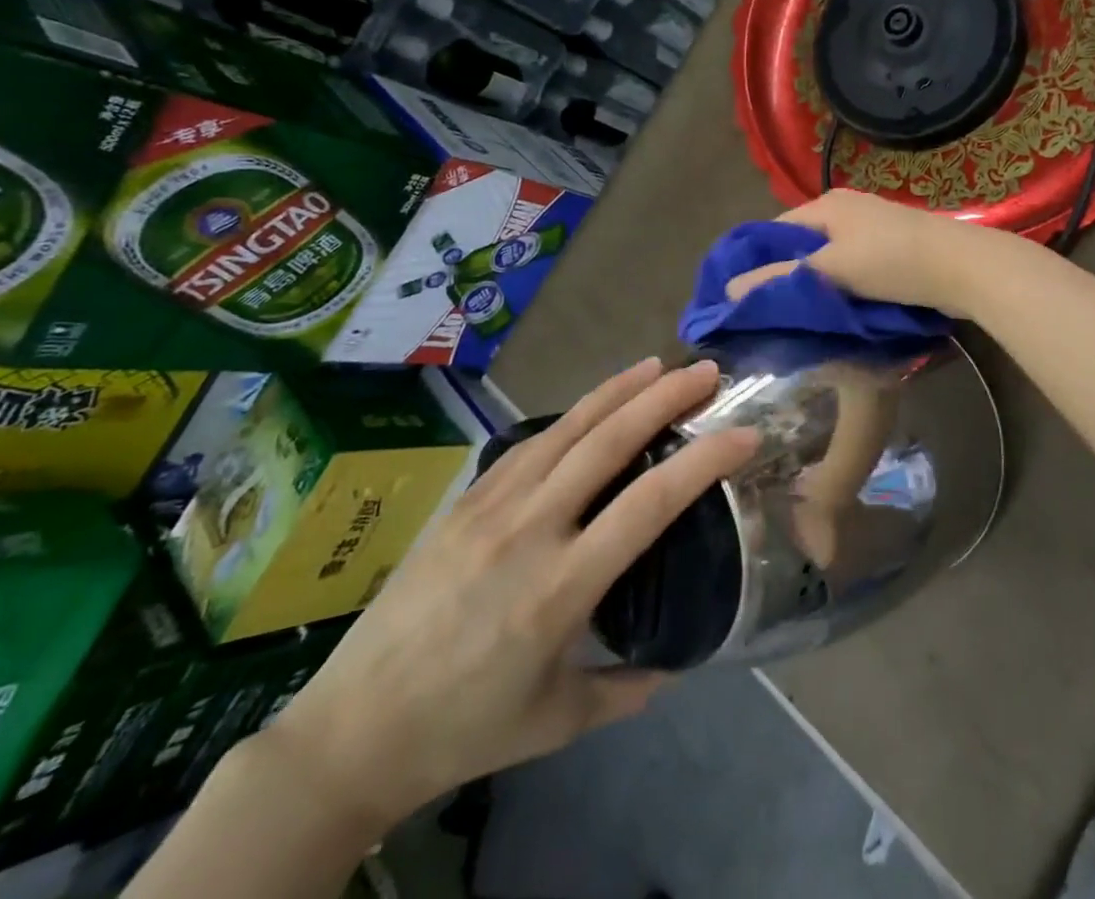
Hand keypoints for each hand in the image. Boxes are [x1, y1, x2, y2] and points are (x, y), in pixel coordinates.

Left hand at [260, 360, 755, 834]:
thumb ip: (625, 691)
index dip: (704, 460)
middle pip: (610, 442)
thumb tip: (675, 664)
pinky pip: (530, 443)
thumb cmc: (462, 729)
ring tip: (659, 365)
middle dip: (665, 397)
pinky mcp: (466, 500)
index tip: (744, 433)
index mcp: (563, 587)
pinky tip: (593, 404)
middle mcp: (532, 530)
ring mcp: (493, 507)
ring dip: (619, 390)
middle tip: (707, 370)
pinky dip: (572, 415)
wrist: (350, 730)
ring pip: (568, 428)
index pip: (650, 503)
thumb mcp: (557, 722)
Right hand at [723, 190, 999, 317]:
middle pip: (803, 244)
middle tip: (772, 313)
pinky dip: (843, 285)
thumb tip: (728, 289)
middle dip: (787, 275)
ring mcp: (873, 226)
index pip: (775, 231)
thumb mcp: (830, 270)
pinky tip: (839, 309)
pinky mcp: (894, 247)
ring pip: (830, 257)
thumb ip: (779, 279)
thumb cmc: (891, 262)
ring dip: (817, 283)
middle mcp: (847, 208)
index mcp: (826, 204)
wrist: (963, 267)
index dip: (757, 261)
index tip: (744, 297)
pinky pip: (855, 265)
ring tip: (802, 317)